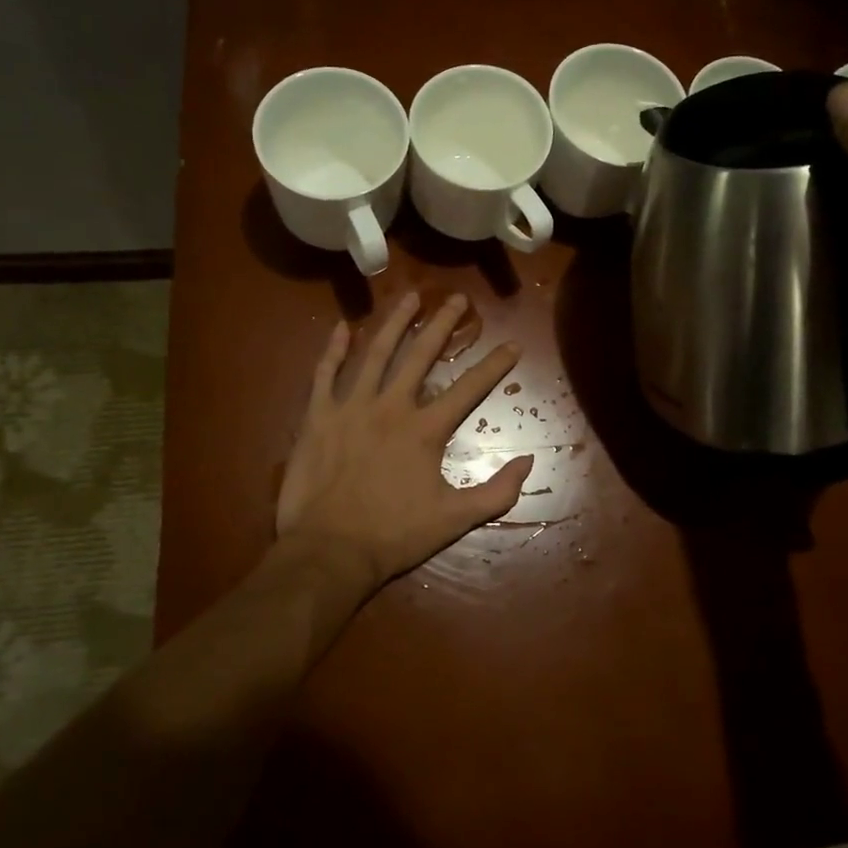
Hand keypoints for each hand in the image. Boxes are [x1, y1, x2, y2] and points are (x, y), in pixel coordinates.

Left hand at [276, 290, 534, 592]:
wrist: (328, 551)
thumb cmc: (393, 535)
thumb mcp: (454, 520)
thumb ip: (496, 491)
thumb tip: (529, 462)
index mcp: (425, 430)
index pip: (469, 389)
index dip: (494, 365)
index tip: (512, 344)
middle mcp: (391, 407)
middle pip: (420, 356)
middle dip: (443, 324)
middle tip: (458, 299)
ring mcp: (350, 407)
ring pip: (375, 353)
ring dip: (395, 323)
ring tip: (410, 297)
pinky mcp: (318, 416)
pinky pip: (325, 374)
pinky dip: (334, 349)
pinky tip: (343, 326)